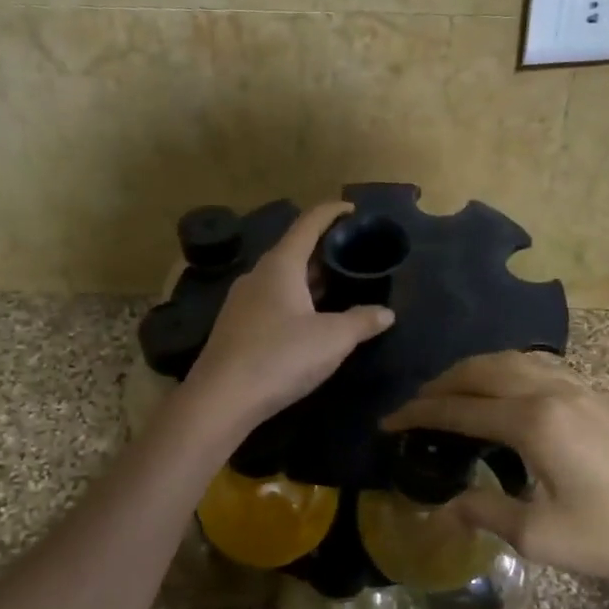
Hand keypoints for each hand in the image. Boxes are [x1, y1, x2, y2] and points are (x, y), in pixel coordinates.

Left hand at [183, 202, 394, 431]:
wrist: (221, 399)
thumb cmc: (280, 357)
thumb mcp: (332, 339)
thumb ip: (362, 322)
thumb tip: (386, 313)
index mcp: (281, 266)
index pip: (308, 224)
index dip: (331, 212)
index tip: (352, 209)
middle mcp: (258, 275)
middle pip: (294, 250)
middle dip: (324, 249)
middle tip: (353, 254)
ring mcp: (242, 301)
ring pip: (282, 278)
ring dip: (309, 277)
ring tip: (338, 284)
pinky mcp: (236, 326)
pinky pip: (272, 299)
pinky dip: (295, 298)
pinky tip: (309, 317)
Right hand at [384, 352, 608, 596]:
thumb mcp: (541, 536)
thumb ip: (485, 512)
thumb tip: (444, 507)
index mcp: (533, 422)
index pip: (460, 409)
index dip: (419, 414)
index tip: (389, 422)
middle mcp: (551, 390)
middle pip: (481, 371)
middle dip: (441, 384)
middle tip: (414, 406)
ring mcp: (579, 387)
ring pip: (510, 360)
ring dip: (473, 371)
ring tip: (451, 393)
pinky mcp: (597, 394)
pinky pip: (537, 365)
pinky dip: (505, 370)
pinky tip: (504, 391)